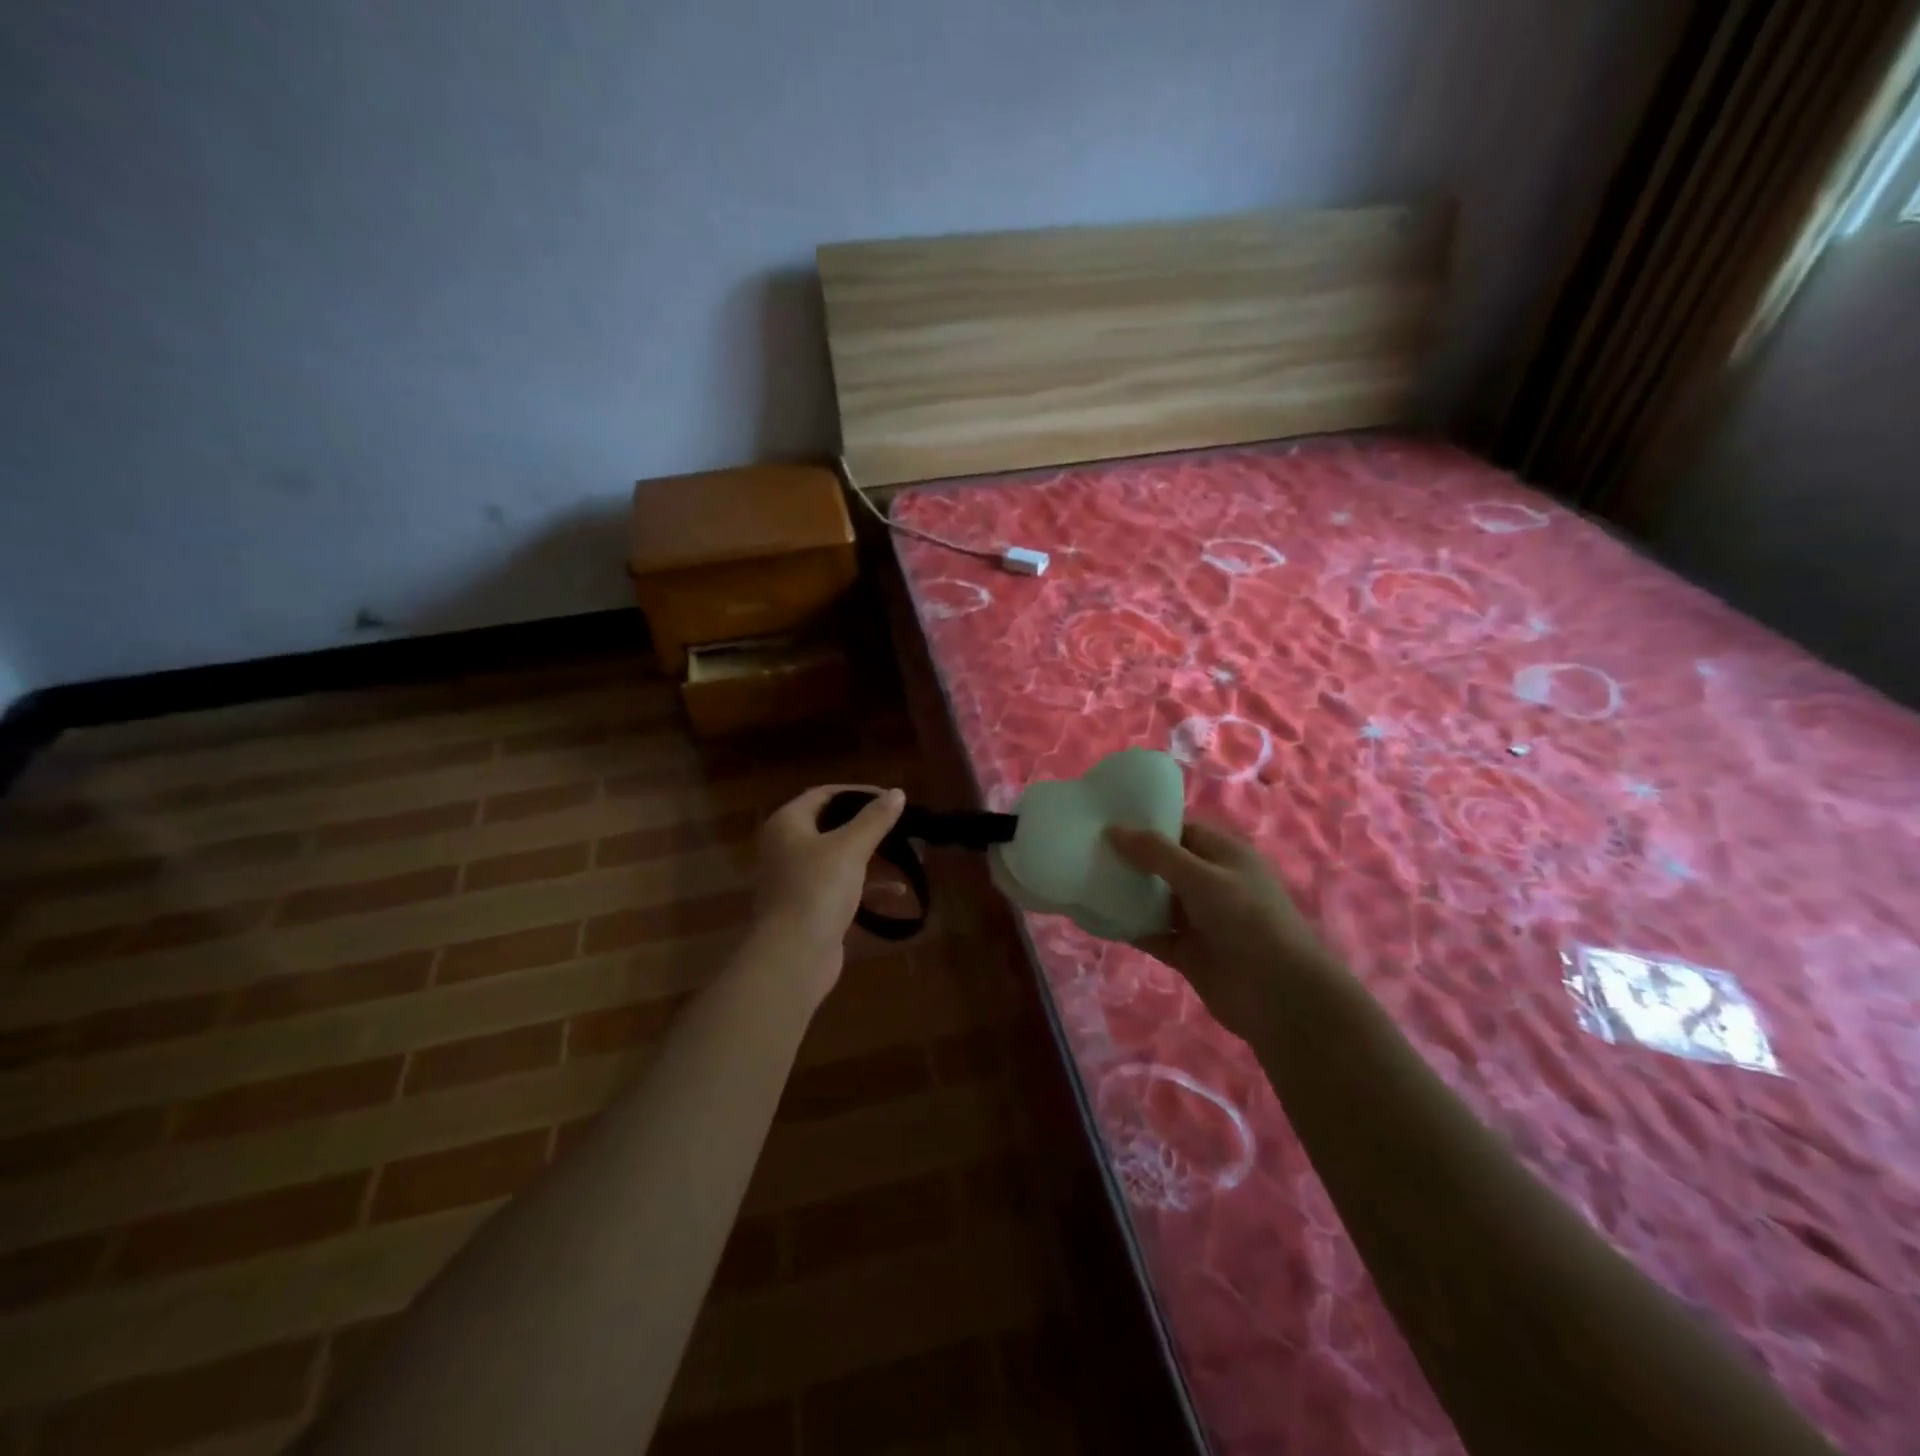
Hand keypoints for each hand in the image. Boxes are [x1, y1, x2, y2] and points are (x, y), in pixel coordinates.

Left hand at [751, 785, 905, 992]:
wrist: (793, 955)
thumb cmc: (817, 889)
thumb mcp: (851, 848)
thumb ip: (875, 819)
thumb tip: (897, 793)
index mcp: (787, 824)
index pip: (824, 794)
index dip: (858, 792)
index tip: (891, 799)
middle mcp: (786, 846)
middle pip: (831, 825)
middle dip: (869, 826)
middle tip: (901, 826)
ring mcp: (796, 878)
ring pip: (839, 857)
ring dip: (872, 855)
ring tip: (907, 854)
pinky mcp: (809, 906)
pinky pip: (841, 885)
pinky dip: (866, 884)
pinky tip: (897, 890)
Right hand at [1106, 821, 1331, 1041]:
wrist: (1279, 995)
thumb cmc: (1247, 920)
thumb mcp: (1202, 877)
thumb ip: (1156, 853)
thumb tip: (1113, 829)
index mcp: (1223, 855)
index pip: (1180, 830)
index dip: (1146, 825)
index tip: (1104, 820)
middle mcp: (1210, 883)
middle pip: (1163, 865)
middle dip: (1129, 859)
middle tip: (1085, 848)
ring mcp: (1198, 919)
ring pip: (1154, 900)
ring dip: (1126, 893)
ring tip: (1082, 879)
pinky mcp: (1186, 951)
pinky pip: (1151, 933)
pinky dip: (1128, 927)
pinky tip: (1097, 919)